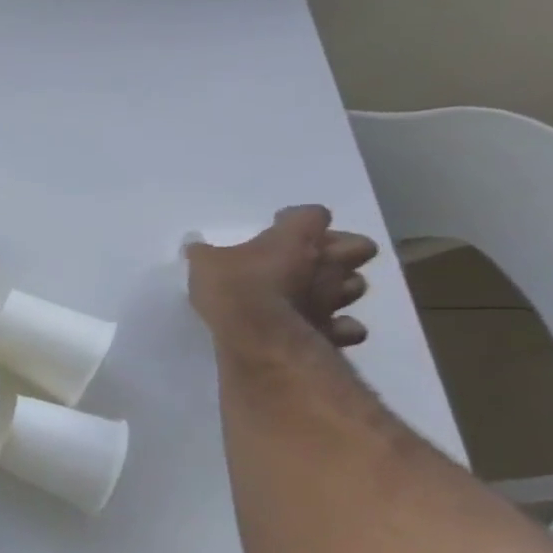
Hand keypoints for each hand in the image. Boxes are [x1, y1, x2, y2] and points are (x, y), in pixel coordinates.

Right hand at [187, 205, 378, 347]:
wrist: (256, 338)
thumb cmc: (233, 289)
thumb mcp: (203, 264)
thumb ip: (203, 252)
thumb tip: (194, 243)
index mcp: (296, 240)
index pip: (312, 214)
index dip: (297, 218)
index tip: (277, 225)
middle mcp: (325, 265)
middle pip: (359, 245)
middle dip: (340, 248)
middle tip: (309, 256)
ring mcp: (334, 299)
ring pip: (356, 284)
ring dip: (340, 285)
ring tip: (313, 290)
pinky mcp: (332, 330)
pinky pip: (347, 327)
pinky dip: (338, 326)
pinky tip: (319, 325)